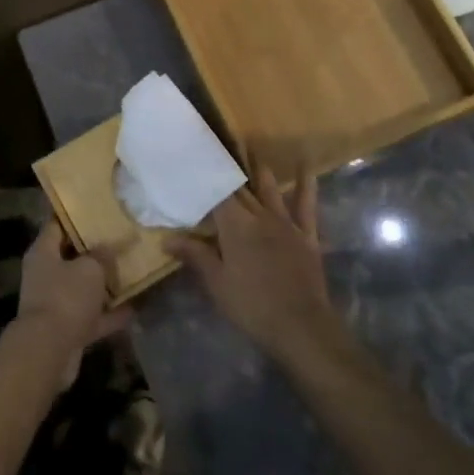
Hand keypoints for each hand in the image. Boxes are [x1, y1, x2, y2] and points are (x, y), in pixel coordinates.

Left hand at [14, 220, 131, 389]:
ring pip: (84, 288)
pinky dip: (110, 313)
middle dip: (96, 251)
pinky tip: (134, 307)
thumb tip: (108, 248)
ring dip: (105, 284)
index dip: (76, 216)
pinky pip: (92, 316)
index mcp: (43, 253)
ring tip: (132, 271)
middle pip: (72, 257)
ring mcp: (56, 303)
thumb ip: (102, 255)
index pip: (57, 224)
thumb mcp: (90, 268)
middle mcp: (46, 275)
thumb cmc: (66, 297)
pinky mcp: (68, 329)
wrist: (49, 351)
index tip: (98, 208)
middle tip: (121, 239)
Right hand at [167, 163, 346, 370]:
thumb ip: (195, 256)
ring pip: (270, 188)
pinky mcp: (306, 234)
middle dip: (229, 170)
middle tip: (218, 148)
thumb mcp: (216, 283)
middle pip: (241, 188)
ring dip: (260, 169)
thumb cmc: (251, 305)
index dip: (206, 178)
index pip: (216, 194)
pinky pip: (306, 204)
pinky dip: (306, 184)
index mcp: (235, 225)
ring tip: (252, 148)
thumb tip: (167, 239)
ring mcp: (286, 223)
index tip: (195, 163)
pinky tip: (306, 166)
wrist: (300, 326)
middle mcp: (260, 215)